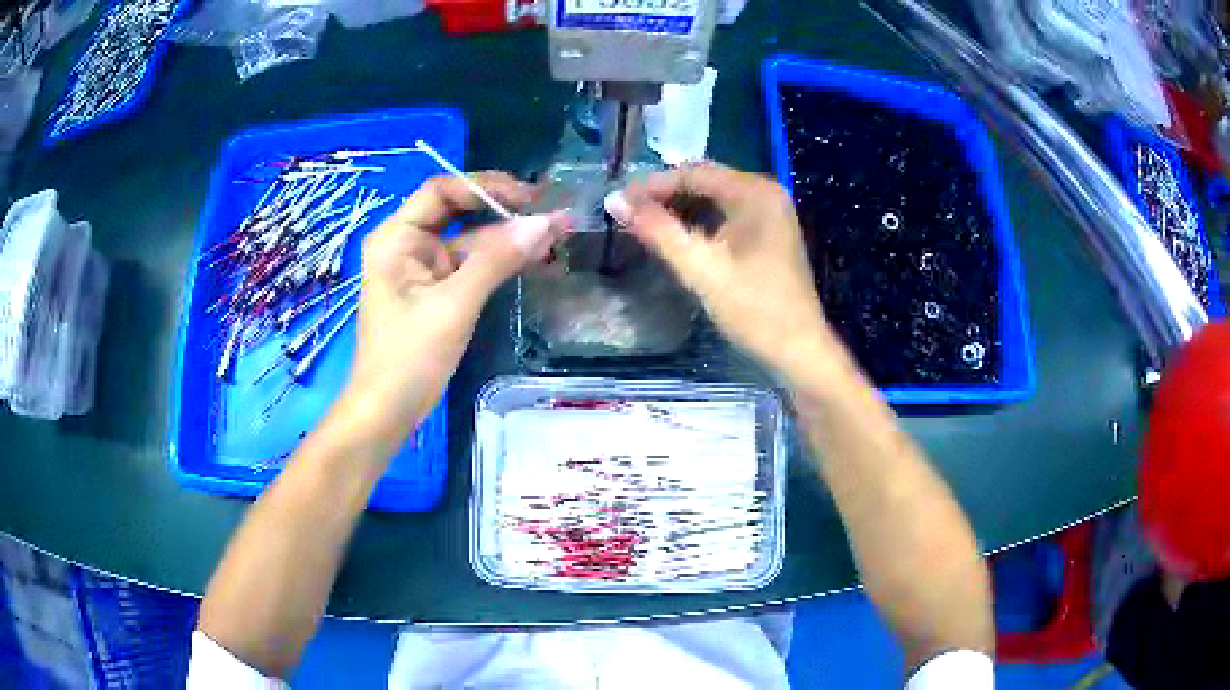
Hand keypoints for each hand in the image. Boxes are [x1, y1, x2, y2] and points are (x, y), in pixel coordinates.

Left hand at [339, 173, 565, 443]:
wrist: (387, 412)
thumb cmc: (409, 357)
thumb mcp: (454, 305)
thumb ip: (497, 260)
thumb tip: (546, 223)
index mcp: (397, 237)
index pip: (443, 191)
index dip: (486, 187)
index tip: (530, 196)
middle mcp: (407, 244)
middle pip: (458, 211)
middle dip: (502, 210)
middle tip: (549, 212)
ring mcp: (422, 269)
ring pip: (469, 239)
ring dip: (507, 237)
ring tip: (554, 234)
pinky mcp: (436, 292)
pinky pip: (470, 265)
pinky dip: (499, 262)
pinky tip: (532, 258)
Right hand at [605, 163, 833, 381]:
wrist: (798, 350)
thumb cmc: (753, 309)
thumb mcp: (701, 268)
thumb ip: (657, 230)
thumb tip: (614, 200)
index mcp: (755, 192)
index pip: (694, 173)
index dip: (653, 185)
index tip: (619, 201)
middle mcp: (766, 193)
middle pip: (705, 182)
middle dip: (666, 195)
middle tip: (627, 212)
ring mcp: (771, 213)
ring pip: (715, 199)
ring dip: (681, 208)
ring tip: (644, 224)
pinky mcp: (770, 234)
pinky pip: (727, 215)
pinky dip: (700, 222)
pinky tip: (677, 236)